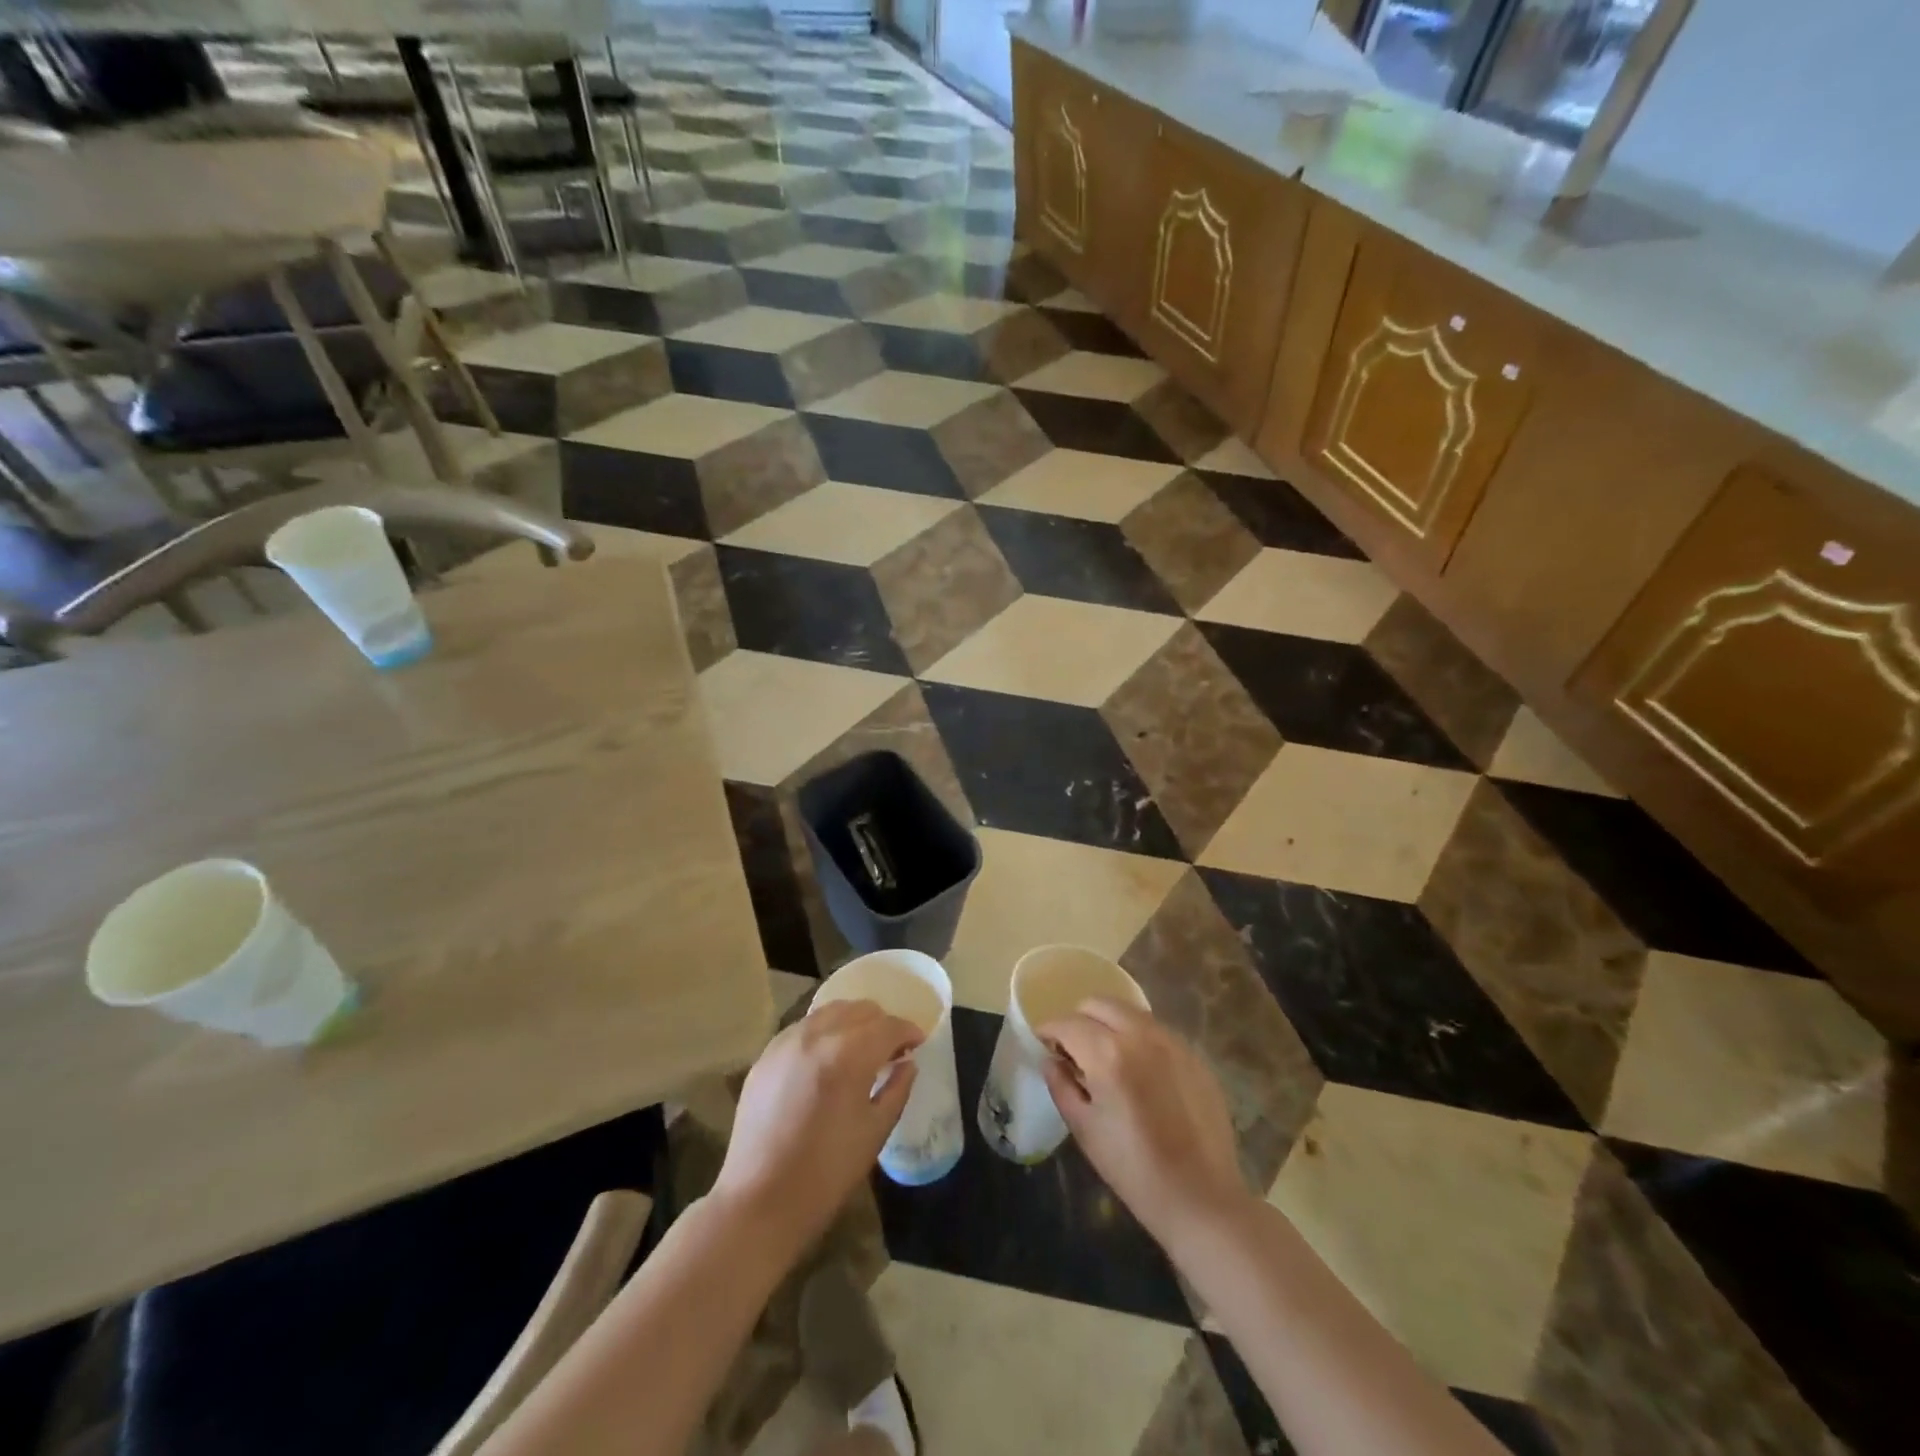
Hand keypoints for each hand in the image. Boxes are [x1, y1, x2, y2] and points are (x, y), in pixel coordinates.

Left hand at [712, 999, 923, 1249]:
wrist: (760, 1201)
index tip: (918, 1043)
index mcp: (849, 1054)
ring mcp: (786, 1042)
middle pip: (859, 1010)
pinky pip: (803, 1028)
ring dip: (852, 1023)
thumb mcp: (875, 1132)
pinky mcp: (766, 1056)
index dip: (908, 1032)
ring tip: (859, 1049)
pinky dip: (823, 1033)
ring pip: (829, 1012)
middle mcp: (817, 1035)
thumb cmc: (827, 1173)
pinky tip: (826, 1059)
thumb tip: (907, 1063)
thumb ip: (897, 1089)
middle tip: (891, 1049)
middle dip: (881, 1024)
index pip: (888, 1026)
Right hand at [1040, 999, 1249, 1246]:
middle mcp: (1140, 1035)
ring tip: (1105, 1055)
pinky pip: (1155, 1029)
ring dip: (1109, 1023)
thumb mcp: (1084, 1129)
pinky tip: (1138, 1069)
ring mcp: (1172, 1041)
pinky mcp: (1193, 1054)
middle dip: (1078, 1019)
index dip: (1049, 1030)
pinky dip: (1137, 1036)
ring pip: (1129, 1011)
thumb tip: (1050, 1059)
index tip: (1043, 1043)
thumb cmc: (1133, 1169)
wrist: (1201, 1198)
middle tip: (1073, 1048)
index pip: (1067, 1023)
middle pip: (1099, 1004)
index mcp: (1108, 1054)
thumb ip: (1061, 1085)